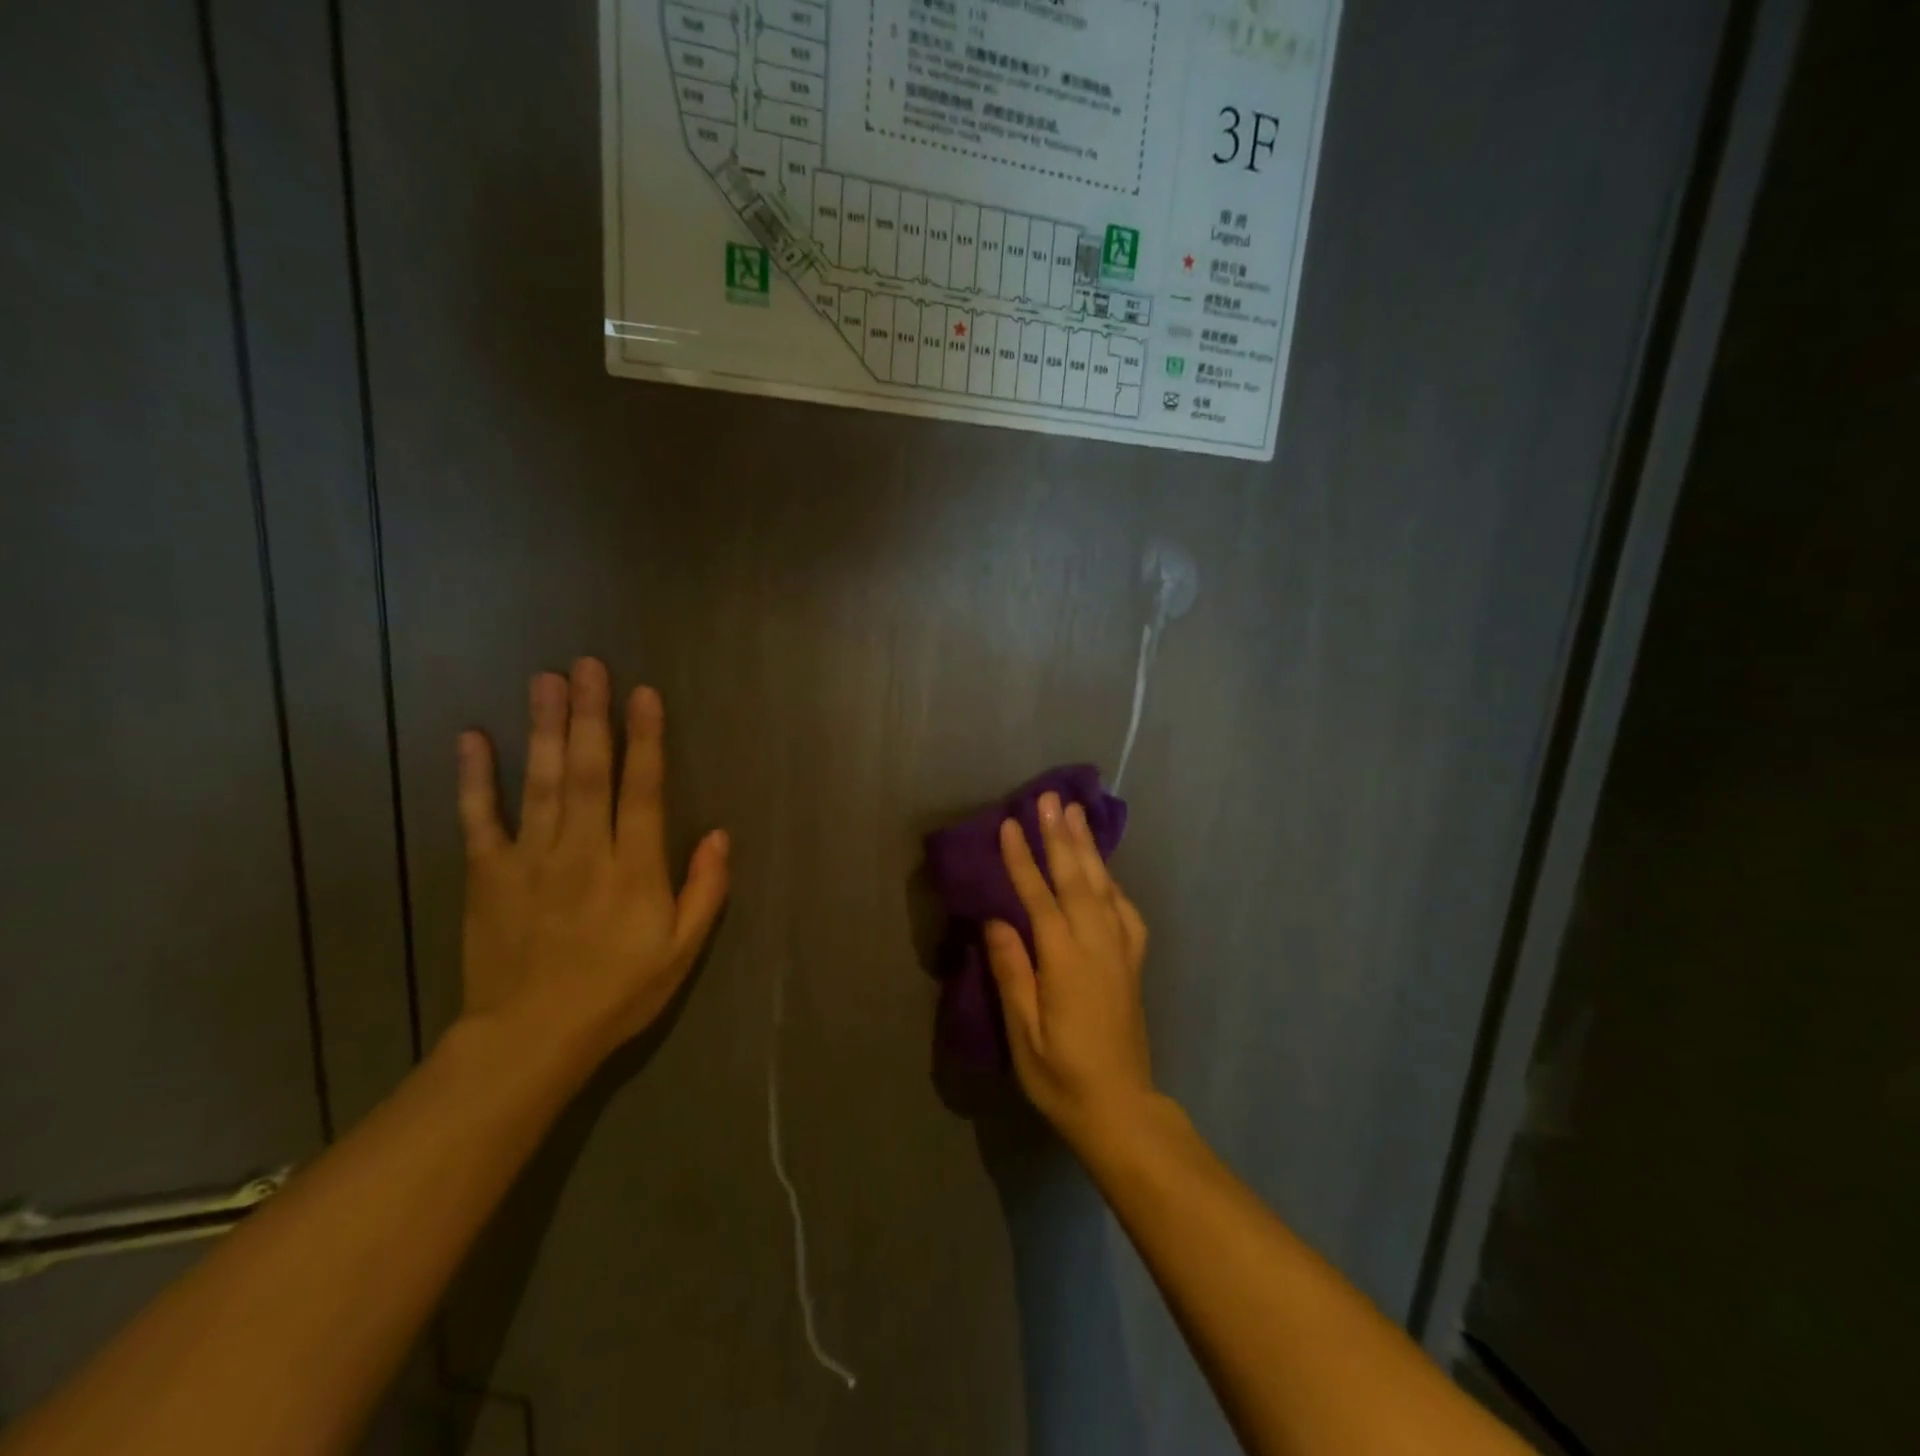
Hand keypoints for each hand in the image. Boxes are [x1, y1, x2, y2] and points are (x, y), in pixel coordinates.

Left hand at [454, 658, 729, 1059]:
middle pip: (588, 771)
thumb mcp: (681, 951)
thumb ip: (704, 890)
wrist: (530, 1039)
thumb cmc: (618, 993)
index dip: (645, 740)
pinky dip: (475, 777)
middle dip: (591, 715)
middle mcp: (583, 850)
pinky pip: (479, 818)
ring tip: (546, 680)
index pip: (643, 790)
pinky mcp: (487, 874)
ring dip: (544, 728)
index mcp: (633, 869)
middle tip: (588, 665)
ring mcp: (531, 859)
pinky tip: (472, 737)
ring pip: (540, 782)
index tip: (644, 695)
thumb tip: (720, 835)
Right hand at [986, 791, 1155, 1152]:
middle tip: (1051, 799)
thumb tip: (997, 921)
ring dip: (1089, 848)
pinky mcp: (1132, 963)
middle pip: (1078, 880)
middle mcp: (1098, 946)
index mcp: (1066, 962)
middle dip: (1061, 837)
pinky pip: (1125, 911)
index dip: (1023, 861)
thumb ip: (1012, 973)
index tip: (1010, 825)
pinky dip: (1113, 882)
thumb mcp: (1024, 1034)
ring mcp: (1120, 952)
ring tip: (1077, 814)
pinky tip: (1105, 872)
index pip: (1040, 899)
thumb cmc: (1061, 1077)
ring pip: (1104, 887)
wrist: (1121, 1109)